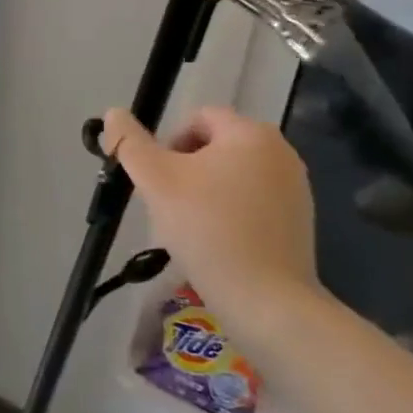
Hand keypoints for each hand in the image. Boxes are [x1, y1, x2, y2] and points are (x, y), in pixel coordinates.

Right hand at [102, 106, 318, 332]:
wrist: (265, 299)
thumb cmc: (207, 229)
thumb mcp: (155, 180)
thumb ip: (129, 142)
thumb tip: (112, 113)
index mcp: (251, 133)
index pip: (197, 118)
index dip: (168, 144)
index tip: (158, 181)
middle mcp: (281, 152)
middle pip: (216, 146)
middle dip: (186, 169)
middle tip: (169, 204)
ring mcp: (295, 187)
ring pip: (233, 175)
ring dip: (206, 191)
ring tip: (191, 227)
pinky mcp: (300, 221)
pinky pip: (253, 202)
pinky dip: (231, 213)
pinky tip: (217, 243)